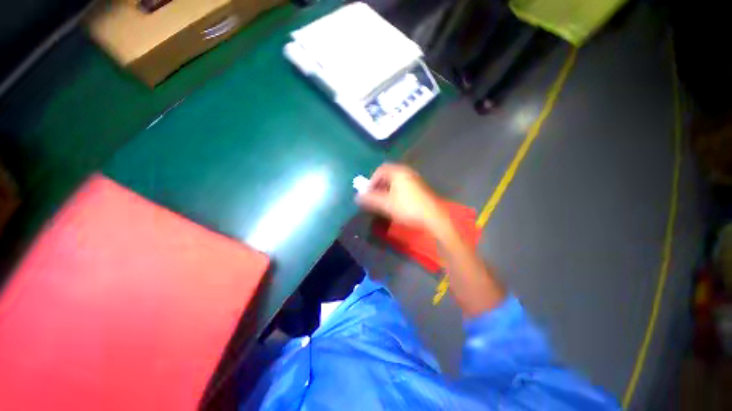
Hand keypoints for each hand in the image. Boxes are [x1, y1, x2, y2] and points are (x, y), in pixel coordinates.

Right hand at [356, 164, 446, 230]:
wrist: (433, 217)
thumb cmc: (408, 208)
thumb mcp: (386, 204)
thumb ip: (370, 199)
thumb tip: (357, 197)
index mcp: (398, 172)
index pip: (380, 170)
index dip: (372, 180)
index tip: (369, 192)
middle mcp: (407, 172)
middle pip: (388, 174)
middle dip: (379, 185)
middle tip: (375, 197)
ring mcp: (415, 179)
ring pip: (396, 181)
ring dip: (387, 189)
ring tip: (384, 201)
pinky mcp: (421, 188)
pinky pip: (404, 185)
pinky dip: (396, 192)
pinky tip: (396, 203)